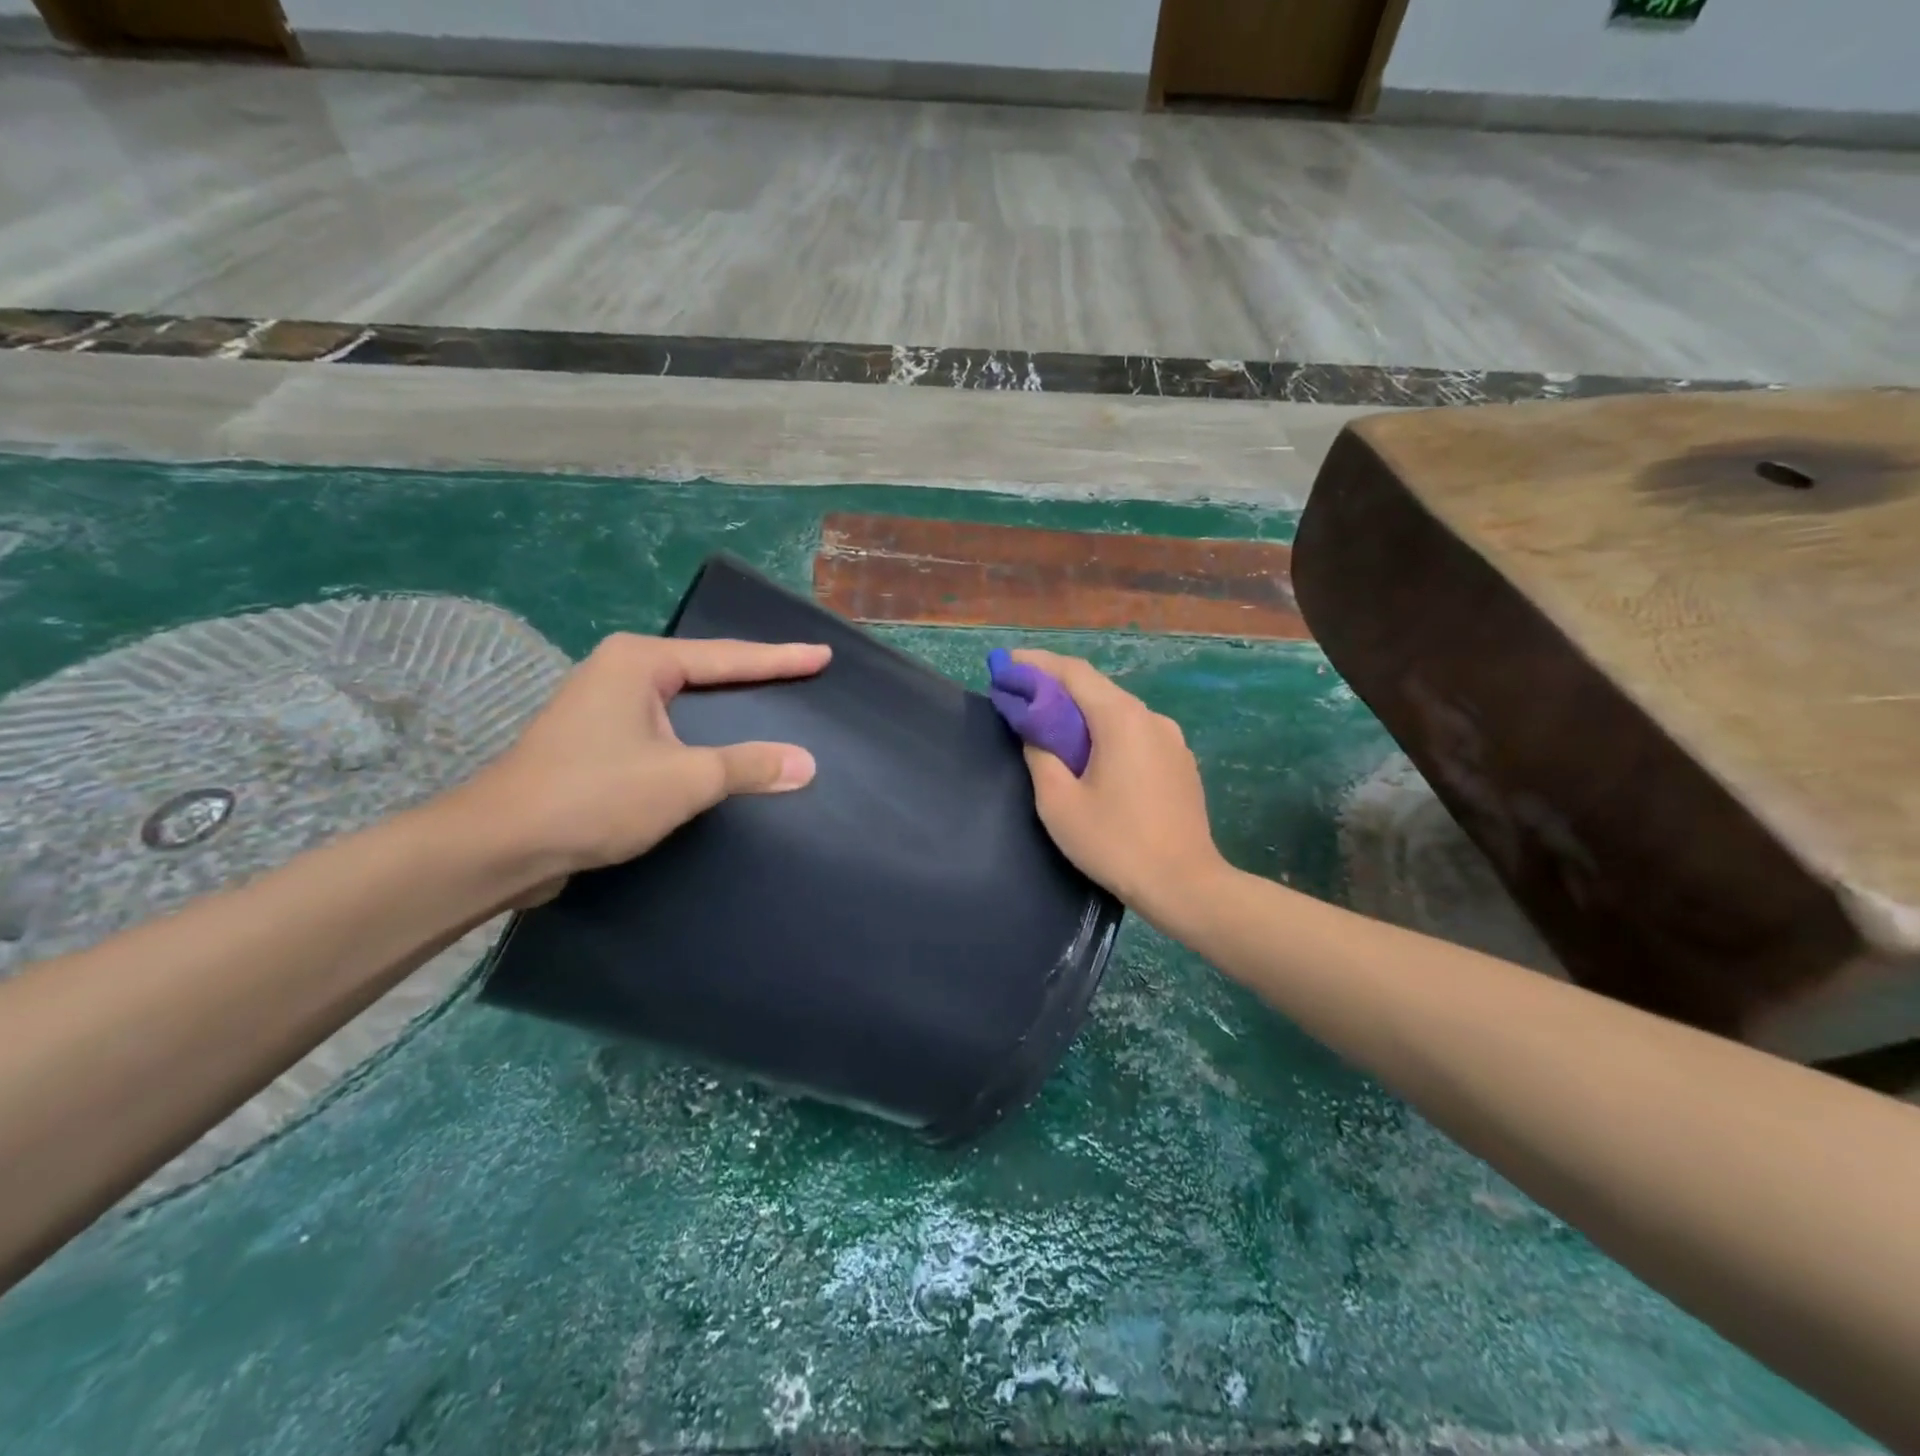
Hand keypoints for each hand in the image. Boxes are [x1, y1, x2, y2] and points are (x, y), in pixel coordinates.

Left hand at [456, 633, 829, 901]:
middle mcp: (619, 670)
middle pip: (705, 669)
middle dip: (753, 673)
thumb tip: (807, 764)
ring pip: (682, 697)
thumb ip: (748, 767)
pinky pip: (664, 723)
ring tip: (766, 699)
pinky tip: (715, 740)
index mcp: (640, 662)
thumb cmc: (595, 797)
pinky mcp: (594, 738)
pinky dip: (697, 728)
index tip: (822, 655)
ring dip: (723, 702)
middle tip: (800, 671)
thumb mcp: (685, 780)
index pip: (728, 657)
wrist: (500, 845)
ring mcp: (602, 704)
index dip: (781, 659)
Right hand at [1011, 649, 1227, 925]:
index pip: (1074, 673)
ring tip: (1051, 725)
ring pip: (1118, 711)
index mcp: (1122, 719)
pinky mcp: (1180, 762)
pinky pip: (1136, 733)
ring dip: (1082, 711)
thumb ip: (1040, 756)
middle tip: (1021, 695)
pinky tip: (1091, 753)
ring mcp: (1172, 739)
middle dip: (1056, 687)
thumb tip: (1035, 733)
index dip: (1037, 664)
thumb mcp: (1060, 804)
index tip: (1006, 665)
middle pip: (1097, 688)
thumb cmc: (1116, 844)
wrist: (1186, 885)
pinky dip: (1106, 731)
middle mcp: (1151, 718)